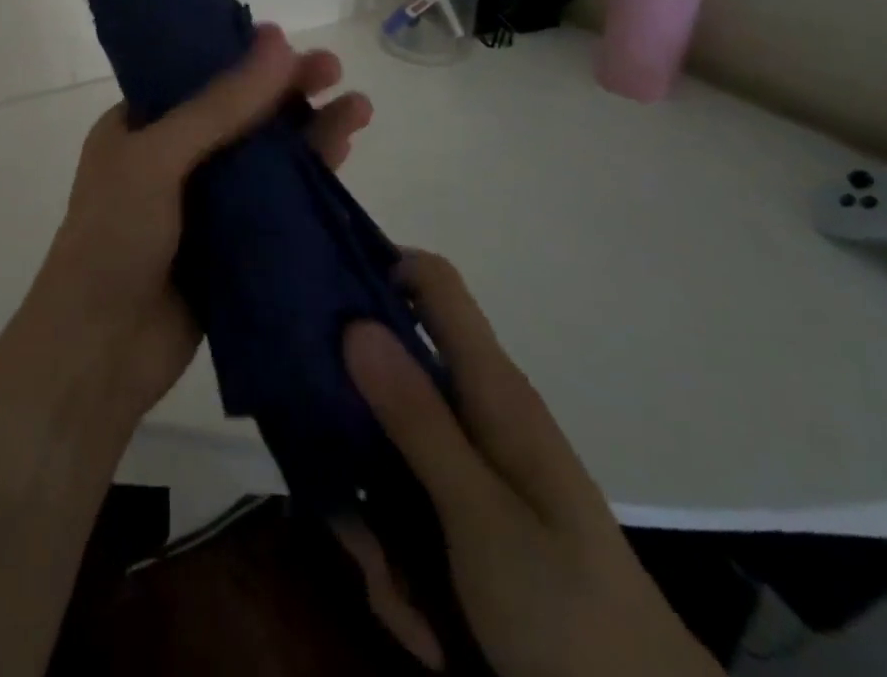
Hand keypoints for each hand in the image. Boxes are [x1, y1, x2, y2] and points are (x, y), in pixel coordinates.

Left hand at [27, 24, 373, 424]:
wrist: (101, 351)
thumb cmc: (114, 238)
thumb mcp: (158, 158)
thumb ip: (219, 106)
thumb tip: (278, 41)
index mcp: (140, 125)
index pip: (199, 75)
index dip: (243, 56)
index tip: (289, 41)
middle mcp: (173, 157)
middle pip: (241, 112)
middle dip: (287, 90)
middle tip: (334, 70)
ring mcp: (205, 202)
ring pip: (265, 155)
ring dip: (309, 130)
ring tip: (359, 108)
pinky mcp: (232, 243)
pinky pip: (276, 201)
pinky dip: (308, 177)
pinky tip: (343, 156)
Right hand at [338, 252, 718, 676]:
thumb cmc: (567, 610)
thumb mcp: (480, 516)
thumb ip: (417, 419)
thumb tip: (355, 323)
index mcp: (488, 387)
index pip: (434, 283)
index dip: (381, 267)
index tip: (319, 295)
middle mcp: (474, 409)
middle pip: (388, 373)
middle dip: (351, 429)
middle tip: (329, 488)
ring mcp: (466, 461)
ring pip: (384, 449)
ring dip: (371, 521)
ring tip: (386, 589)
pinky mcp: (461, 509)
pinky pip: (403, 505)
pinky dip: (397, 560)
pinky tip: (413, 619)